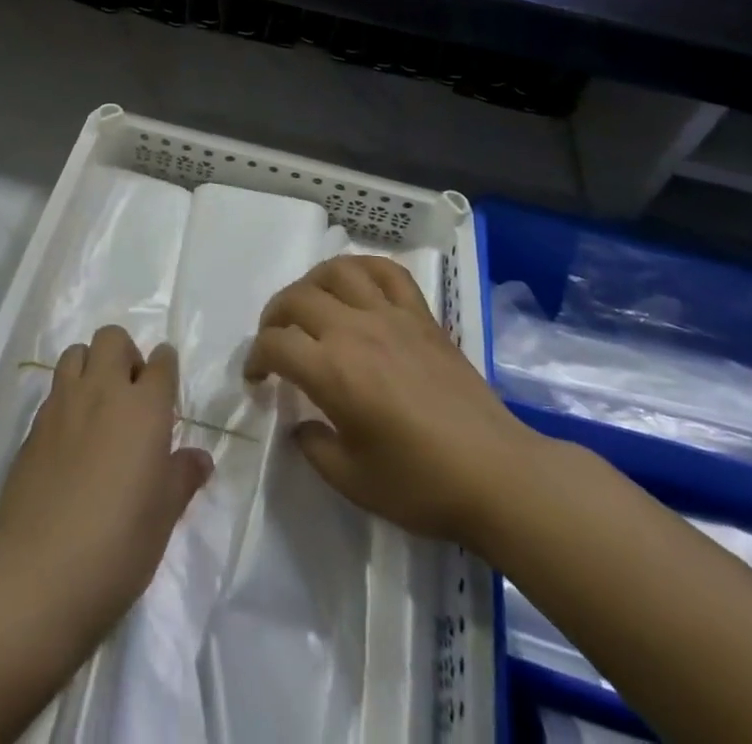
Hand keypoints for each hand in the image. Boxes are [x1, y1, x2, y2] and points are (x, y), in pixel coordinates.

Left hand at [0, 327, 211, 638]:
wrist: (41, 574)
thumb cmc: (119, 544)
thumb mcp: (164, 515)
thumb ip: (182, 476)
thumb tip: (200, 459)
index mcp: (144, 407)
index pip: (161, 362)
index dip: (166, 367)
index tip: (166, 385)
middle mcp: (103, 392)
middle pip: (112, 339)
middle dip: (125, 354)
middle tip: (131, 393)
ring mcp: (62, 406)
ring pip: (76, 353)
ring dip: (90, 366)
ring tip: (97, 405)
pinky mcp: (32, 428)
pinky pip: (53, 393)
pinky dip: (66, 400)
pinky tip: (69, 439)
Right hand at [244, 254, 537, 549]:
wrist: (496, 473)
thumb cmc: (422, 484)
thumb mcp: (353, 482)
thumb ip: (314, 448)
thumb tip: (301, 424)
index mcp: (332, 372)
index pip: (275, 344)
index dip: (255, 357)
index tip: (257, 378)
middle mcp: (355, 330)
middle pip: (297, 299)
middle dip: (274, 317)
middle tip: (275, 341)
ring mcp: (391, 315)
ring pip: (337, 272)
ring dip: (311, 283)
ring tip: (308, 304)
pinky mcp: (421, 314)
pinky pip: (386, 272)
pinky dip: (363, 268)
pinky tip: (355, 284)